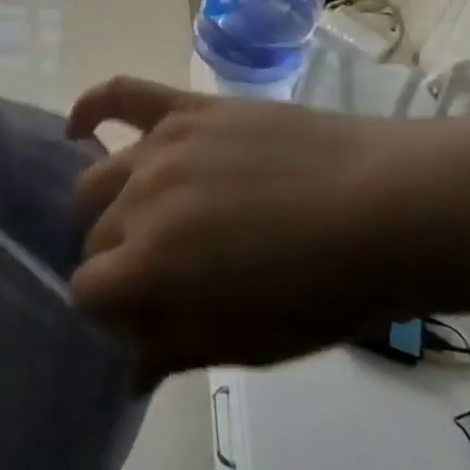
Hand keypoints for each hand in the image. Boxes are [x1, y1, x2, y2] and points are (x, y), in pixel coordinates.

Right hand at [66, 77, 409, 388]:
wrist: (390, 210)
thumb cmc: (325, 292)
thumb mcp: (249, 342)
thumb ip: (175, 351)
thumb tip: (127, 373)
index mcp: (149, 265)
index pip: (87, 290)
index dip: (108, 311)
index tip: (140, 319)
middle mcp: (138, 201)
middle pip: (95, 236)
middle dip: (117, 263)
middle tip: (161, 275)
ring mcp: (160, 148)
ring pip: (98, 180)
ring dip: (107, 207)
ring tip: (141, 221)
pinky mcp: (185, 110)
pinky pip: (121, 95)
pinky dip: (91, 109)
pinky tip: (79, 128)